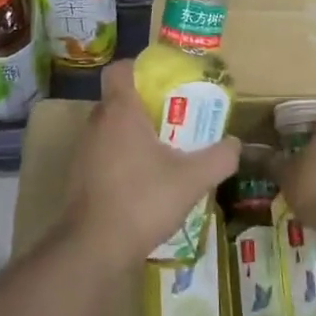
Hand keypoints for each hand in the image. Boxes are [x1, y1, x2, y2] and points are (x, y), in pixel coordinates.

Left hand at [62, 62, 239, 266]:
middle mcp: (96, 123)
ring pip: (110, 128)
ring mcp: (83, 150)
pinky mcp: (79, 175)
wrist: (94, 247)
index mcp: (120, 111)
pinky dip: (122, 158)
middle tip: (175, 119)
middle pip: (119, 99)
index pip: (120, 69)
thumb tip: (236, 144)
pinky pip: (103, 153)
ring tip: (164, 152)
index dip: (140, 68)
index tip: (165, 81)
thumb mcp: (192, 179)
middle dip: (146, 105)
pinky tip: (144, 182)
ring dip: (134, 134)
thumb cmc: (142, 200)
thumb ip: (219, 158)